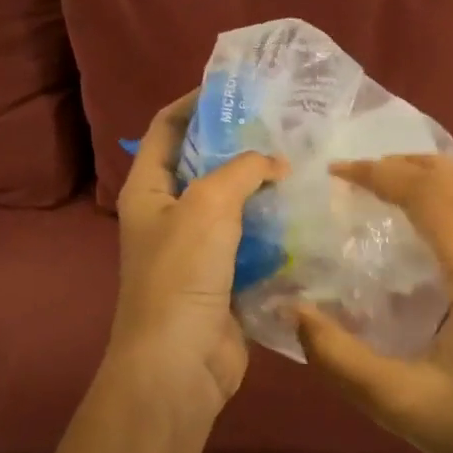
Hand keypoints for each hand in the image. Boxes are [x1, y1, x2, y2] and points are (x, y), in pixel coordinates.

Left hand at [105, 92, 286, 418]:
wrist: (179, 364)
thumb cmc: (182, 275)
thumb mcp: (208, 206)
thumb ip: (243, 170)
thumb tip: (275, 163)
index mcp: (148, 190)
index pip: (165, 129)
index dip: (194, 103)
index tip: (236, 89)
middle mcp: (168, 214)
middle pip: (203, 164)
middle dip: (239, 144)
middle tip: (283, 126)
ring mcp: (195, 248)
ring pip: (232, 204)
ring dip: (261, 187)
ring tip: (302, 163)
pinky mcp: (223, 276)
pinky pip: (250, 240)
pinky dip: (273, 226)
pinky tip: (305, 212)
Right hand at [294, 155, 452, 452]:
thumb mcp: (400, 402)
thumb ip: (339, 357)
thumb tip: (293, 310)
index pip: (426, 193)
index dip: (378, 174)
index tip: (336, 173)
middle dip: (404, 165)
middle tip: (358, 175)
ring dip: (439, 173)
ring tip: (399, 182)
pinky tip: (452, 216)